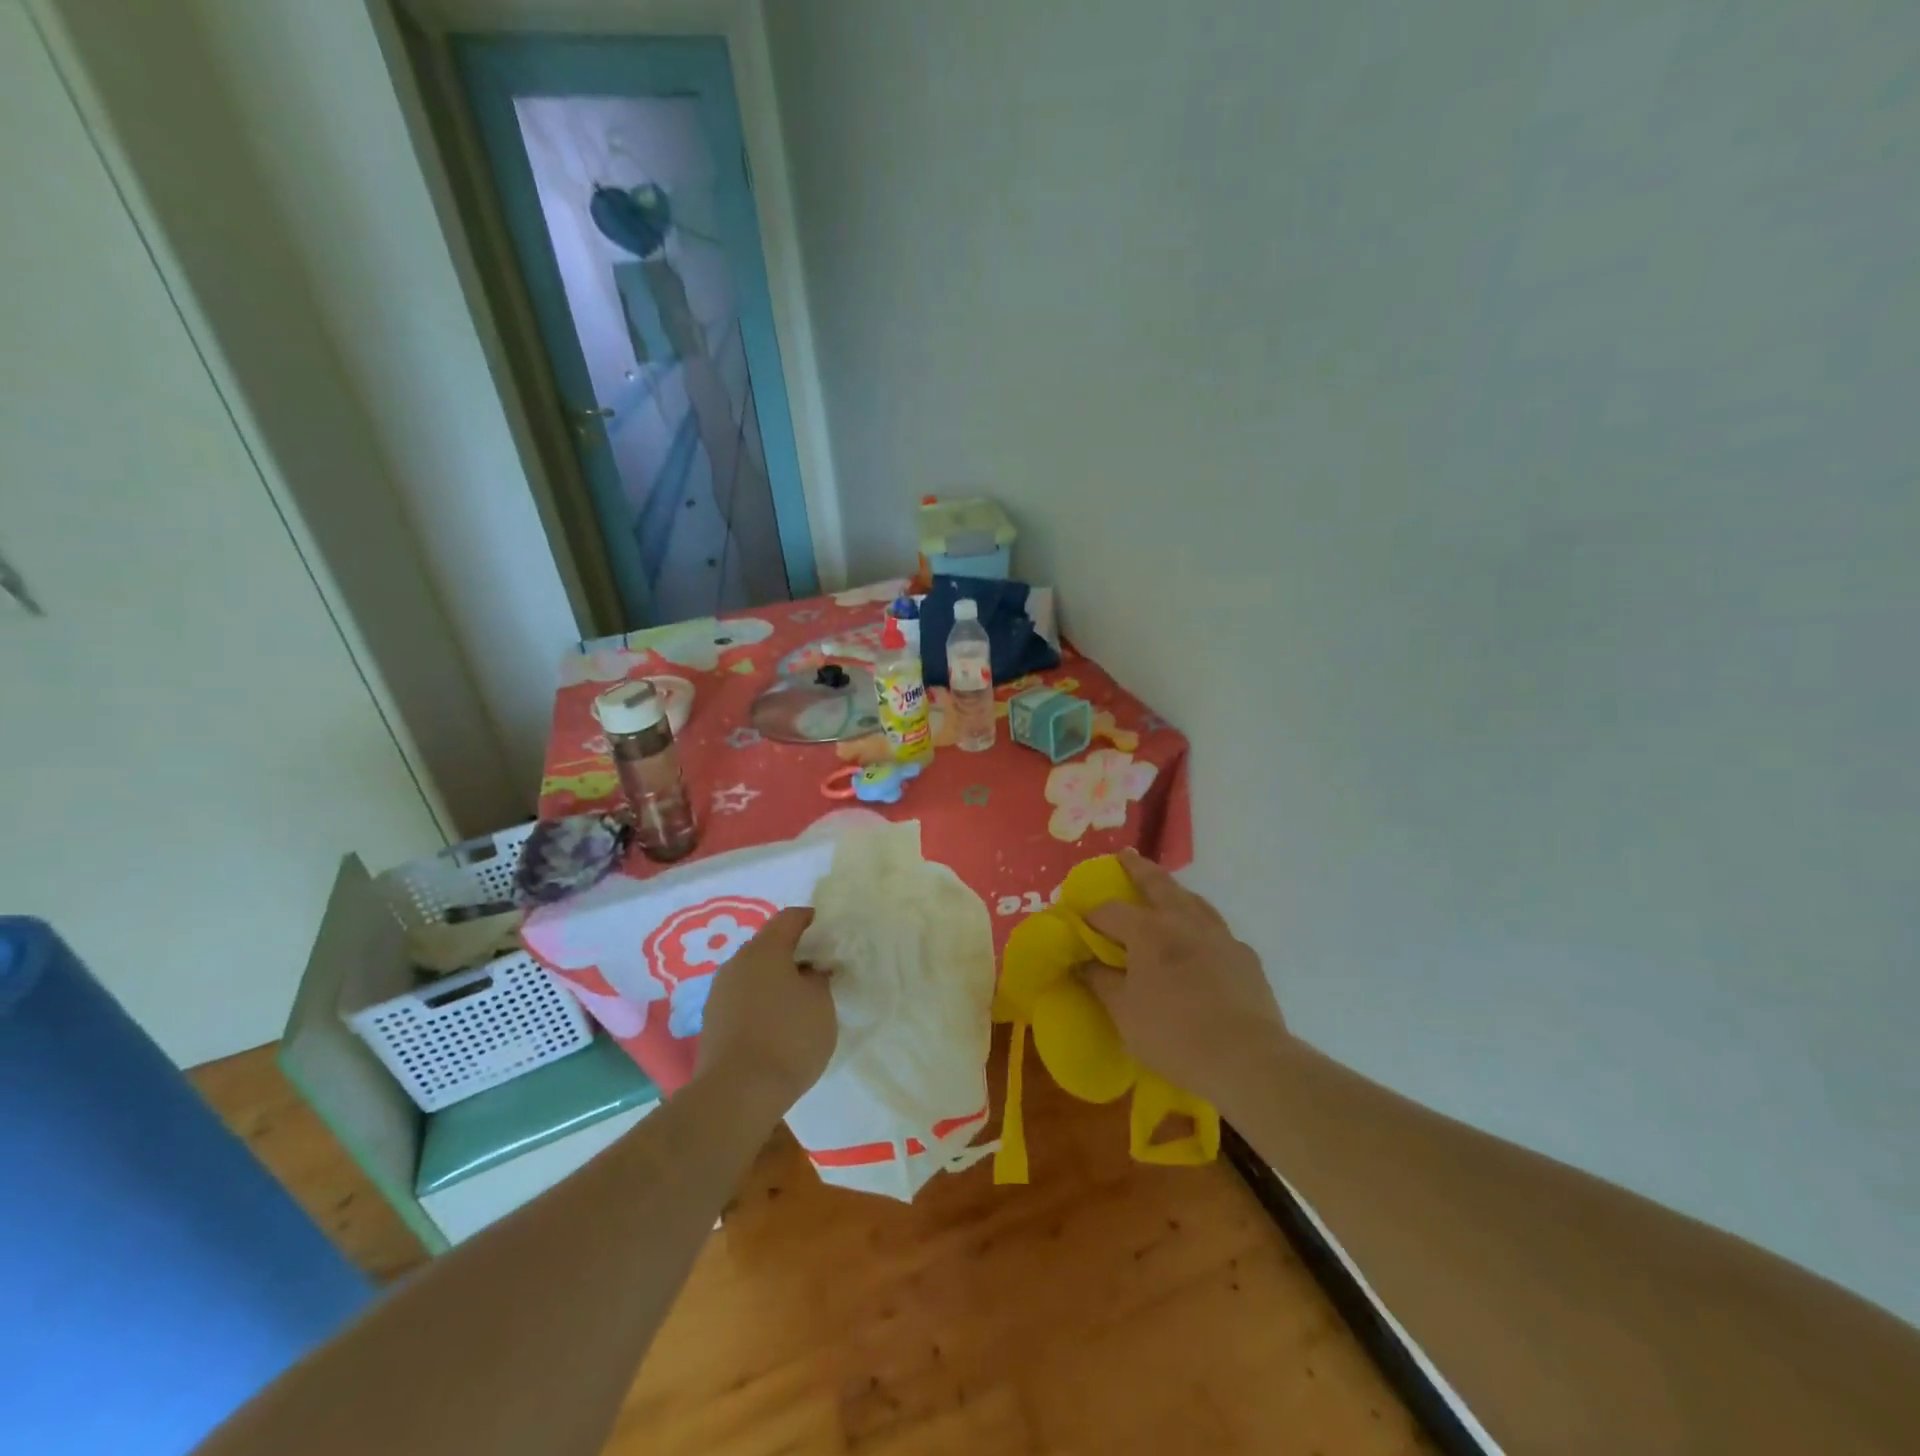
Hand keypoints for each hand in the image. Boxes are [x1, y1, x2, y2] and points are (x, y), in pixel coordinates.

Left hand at [695, 908, 836, 1112]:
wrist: (736, 1095)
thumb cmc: (787, 1038)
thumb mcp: (821, 1002)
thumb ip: (819, 976)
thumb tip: (810, 970)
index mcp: (764, 949)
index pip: (791, 917)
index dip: (815, 922)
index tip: (834, 939)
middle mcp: (736, 962)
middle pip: (770, 944)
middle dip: (796, 953)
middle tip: (822, 972)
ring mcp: (719, 992)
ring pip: (755, 972)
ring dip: (778, 980)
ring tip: (802, 1003)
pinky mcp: (713, 1021)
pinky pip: (744, 997)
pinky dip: (763, 1001)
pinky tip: (779, 1025)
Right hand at [1080, 851, 1288, 1111]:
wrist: (1247, 1060)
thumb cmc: (1174, 1034)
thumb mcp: (1124, 1013)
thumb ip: (1100, 981)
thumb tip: (1081, 962)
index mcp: (1149, 931)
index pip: (1110, 911)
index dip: (1090, 915)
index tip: (1078, 923)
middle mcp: (1184, 921)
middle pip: (1158, 884)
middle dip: (1138, 868)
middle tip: (1126, 854)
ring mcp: (1220, 936)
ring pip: (1194, 901)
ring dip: (1175, 891)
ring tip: (1166, 888)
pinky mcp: (1245, 958)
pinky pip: (1217, 930)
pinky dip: (1201, 925)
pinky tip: (1201, 941)